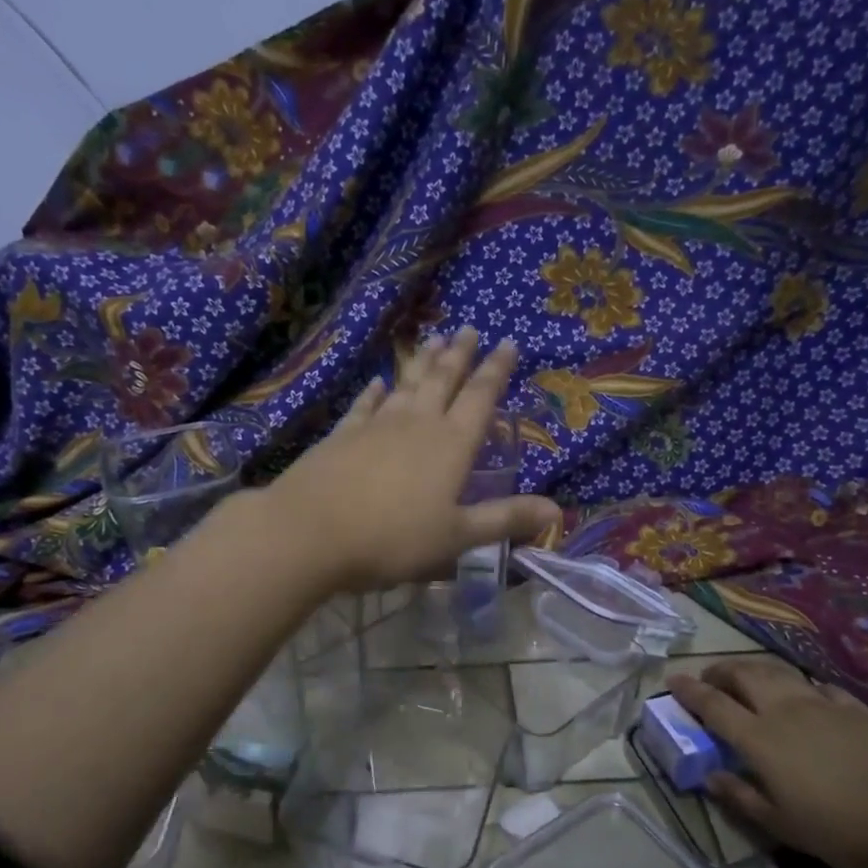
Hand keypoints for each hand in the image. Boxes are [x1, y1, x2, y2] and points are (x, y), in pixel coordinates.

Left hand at [267, 327, 562, 591]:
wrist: (310, 533)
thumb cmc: (392, 539)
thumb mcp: (456, 536)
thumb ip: (505, 519)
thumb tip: (558, 512)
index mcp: (451, 445)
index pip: (480, 398)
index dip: (496, 370)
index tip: (507, 343)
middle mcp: (416, 424)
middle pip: (443, 380)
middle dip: (459, 355)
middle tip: (469, 328)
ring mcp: (375, 426)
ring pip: (406, 385)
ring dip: (422, 362)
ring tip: (434, 339)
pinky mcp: (342, 436)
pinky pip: (365, 406)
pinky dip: (375, 392)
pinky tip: (379, 383)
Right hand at [666, 659, 867, 867]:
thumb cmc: (840, 825)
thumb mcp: (782, 824)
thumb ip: (741, 797)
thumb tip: (710, 777)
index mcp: (758, 738)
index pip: (713, 705)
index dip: (689, 691)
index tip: (672, 680)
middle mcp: (782, 710)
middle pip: (742, 675)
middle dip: (719, 671)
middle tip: (709, 679)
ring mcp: (820, 704)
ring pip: (777, 672)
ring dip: (753, 670)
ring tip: (746, 678)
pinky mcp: (852, 707)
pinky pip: (817, 686)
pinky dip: (800, 686)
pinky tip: (805, 695)